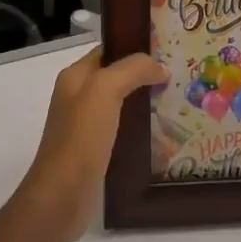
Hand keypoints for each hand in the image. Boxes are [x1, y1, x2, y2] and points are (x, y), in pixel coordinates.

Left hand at [19, 48, 165, 241]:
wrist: (62, 195)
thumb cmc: (81, 137)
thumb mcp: (105, 90)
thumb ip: (132, 70)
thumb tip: (160, 66)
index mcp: (75, 76)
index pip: (108, 50)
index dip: (134, 46)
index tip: (166, 49)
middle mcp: (78, 96)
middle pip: (115, 76)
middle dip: (144, 74)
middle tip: (178, 75)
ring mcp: (85, 125)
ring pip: (120, 103)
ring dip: (144, 101)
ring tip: (176, 100)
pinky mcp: (95, 150)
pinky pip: (121, 129)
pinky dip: (139, 127)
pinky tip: (162, 132)